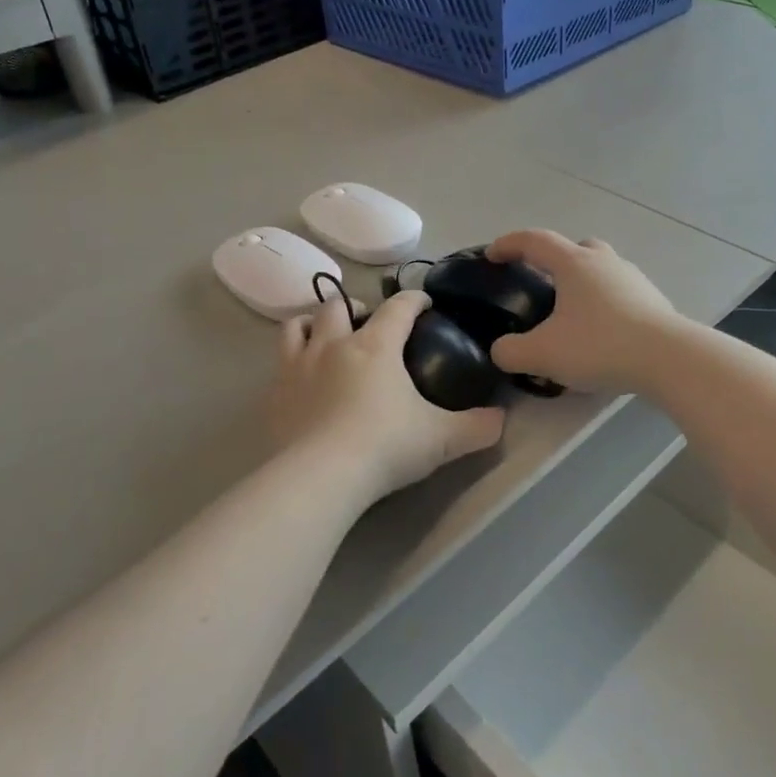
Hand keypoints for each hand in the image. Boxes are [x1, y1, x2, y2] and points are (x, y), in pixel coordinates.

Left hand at [269, 291, 504, 505]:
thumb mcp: (441, 439)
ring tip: (324, 335)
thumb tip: (501, 420)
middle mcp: (334, 346)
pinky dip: (291, 362)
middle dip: (355, 306)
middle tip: (367, 322)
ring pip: (298, 325)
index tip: (425, 302)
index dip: (414, 299)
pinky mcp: (274, 395)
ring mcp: (298, 368)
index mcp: (376, 347)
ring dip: (312, 323)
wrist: (320, 477)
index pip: (398, 307)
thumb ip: (476, 428)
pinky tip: (301, 380)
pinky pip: (278, 363)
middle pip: (338, 305)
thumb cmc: (385, 447)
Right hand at [485, 231, 682, 393]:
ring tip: (571, 315)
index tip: (491, 255)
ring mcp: (633, 279)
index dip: (508, 244)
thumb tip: (502, 350)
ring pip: (601, 270)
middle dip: (554, 260)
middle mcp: (604, 262)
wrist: (668, 359)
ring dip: (583, 284)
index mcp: (574, 263)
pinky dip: (604, 306)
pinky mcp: (653, 301)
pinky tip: (601, 334)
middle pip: (574, 248)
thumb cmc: (599, 345)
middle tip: (540, 283)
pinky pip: (620, 294)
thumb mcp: (542, 354)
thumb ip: (511, 352)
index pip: (534, 241)